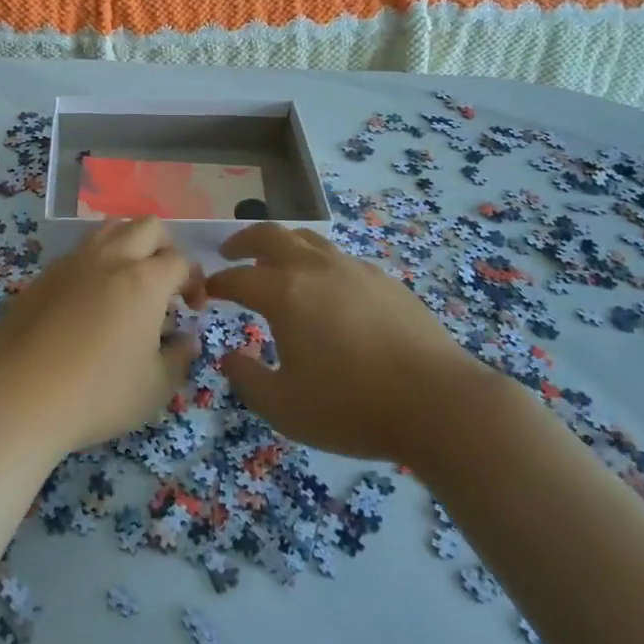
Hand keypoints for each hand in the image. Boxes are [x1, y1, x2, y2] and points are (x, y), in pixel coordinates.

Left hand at [0, 218, 203, 455]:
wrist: (20, 396)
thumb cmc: (98, 394)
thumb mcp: (155, 389)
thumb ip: (180, 358)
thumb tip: (187, 340)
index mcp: (144, 280)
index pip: (181, 261)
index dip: (194, 281)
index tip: (193, 310)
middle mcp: (110, 258)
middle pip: (148, 226)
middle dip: (165, 248)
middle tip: (165, 285)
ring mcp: (72, 262)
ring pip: (109, 228)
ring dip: (129, 245)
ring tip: (128, 282)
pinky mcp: (43, 275)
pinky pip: (79, 252)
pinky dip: (95, 263)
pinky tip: (89, 300)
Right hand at [205, 224, 476, 461]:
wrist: (437, 402)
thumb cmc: (352, 407)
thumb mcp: (284, 408)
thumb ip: (247, 379)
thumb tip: (228, 357)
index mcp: (285, 293)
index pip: (238, 278)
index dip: (216, 283)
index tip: (206, 291)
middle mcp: (315, 268)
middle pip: (270, 235)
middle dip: (243, 240)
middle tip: (229, 252)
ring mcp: (353, 269)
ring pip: (308, 240)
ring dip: (282, 244)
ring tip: (275, 261)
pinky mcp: (384, 280)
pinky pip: (340, 259)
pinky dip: (319, 263)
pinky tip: (326, 289)